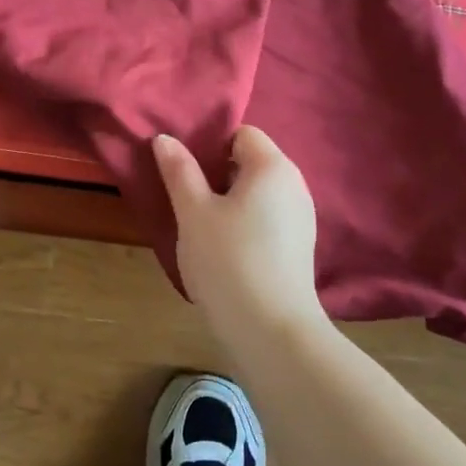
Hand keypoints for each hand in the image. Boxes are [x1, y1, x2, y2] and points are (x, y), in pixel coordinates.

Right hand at [153, 126, 322, 333]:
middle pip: (251, 162)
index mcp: (272, 166)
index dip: (210, 144)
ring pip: (258, 193)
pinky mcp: (299, 247)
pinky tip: (224, 250)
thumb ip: (179, 171)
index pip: (241, 133)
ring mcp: (301, 217)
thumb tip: (164, 138)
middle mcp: (295, 184)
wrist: (272, 331)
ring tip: (201, 226)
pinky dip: (245, 223)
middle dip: (217, 174)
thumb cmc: (228, 260)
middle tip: (186, 197)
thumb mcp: (193, 213)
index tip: (184, 169)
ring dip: (229, 201)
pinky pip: (267, 218)